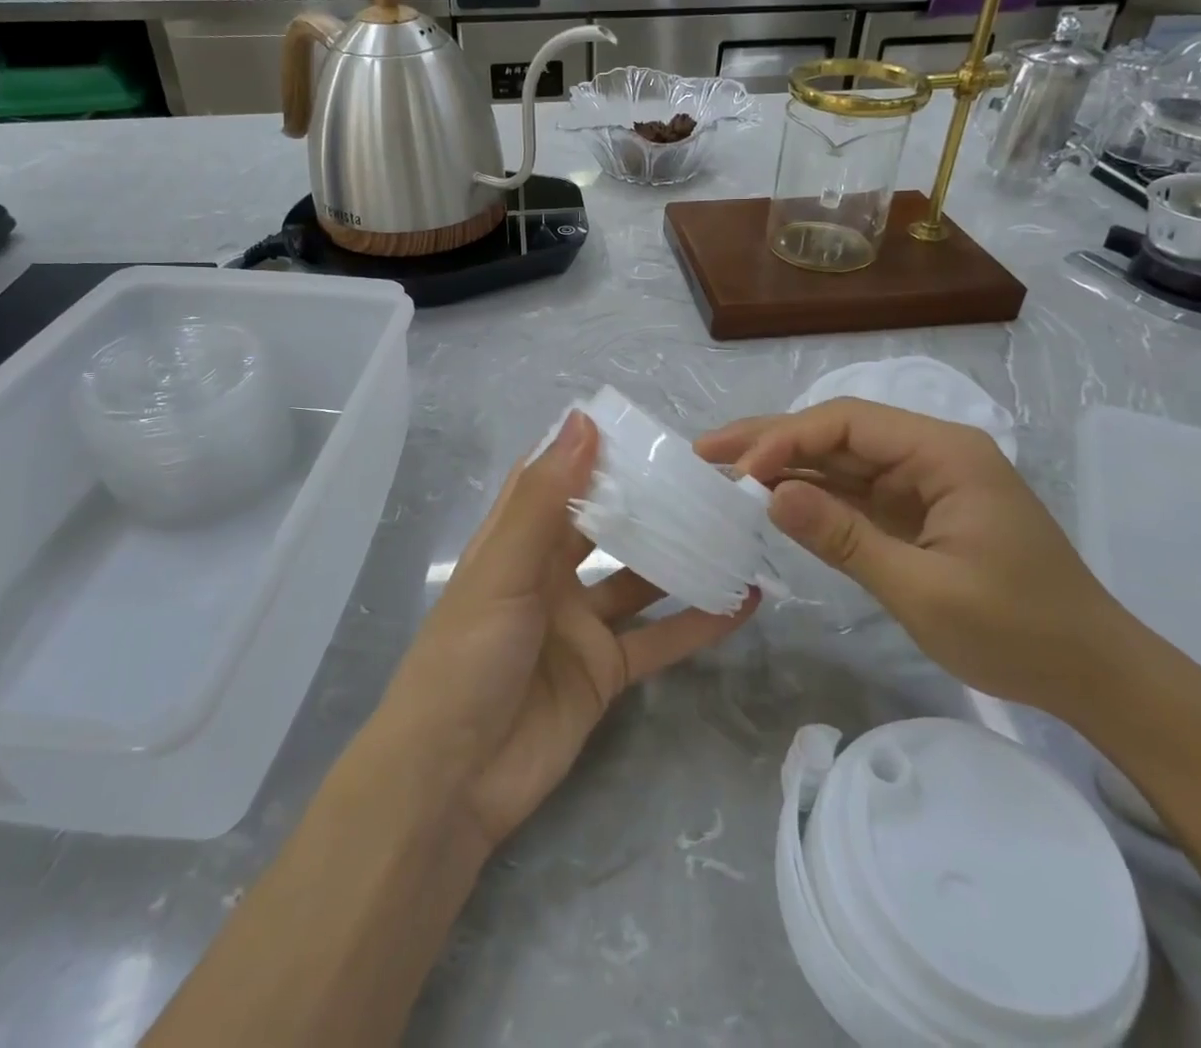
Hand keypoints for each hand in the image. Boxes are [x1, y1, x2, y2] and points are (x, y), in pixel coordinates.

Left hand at [374, 411, 756, 851]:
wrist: (454, 779)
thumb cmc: (468, 657)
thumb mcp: (504, 569)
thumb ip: (547, 499)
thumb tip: (584, 421)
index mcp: (516, 540)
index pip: (555, 479)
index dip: (590, 450)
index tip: (642, 427)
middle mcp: (549, 574)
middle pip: (605, 525)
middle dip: (648, 502)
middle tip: (708, 475)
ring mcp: (580, 624)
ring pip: (640, 579)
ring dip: (682, 557)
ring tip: (736, 528)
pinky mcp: (605, 672)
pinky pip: (660, 638)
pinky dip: (700, 622)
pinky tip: (746, 601)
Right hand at [696, 399, 1128, 712]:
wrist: (1094, 676)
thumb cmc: (1019, 632)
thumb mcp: (924, 590)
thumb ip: (844, 538)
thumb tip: (769, 495)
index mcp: (943, 453)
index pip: (846, 424)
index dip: (785, 440)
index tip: (737, 472)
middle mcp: (929, 454)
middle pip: (836, 432)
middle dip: (770, 440)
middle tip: (705, 449)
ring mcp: (921, 482)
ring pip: (838, 460)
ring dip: (782, 465)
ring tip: (721, 469)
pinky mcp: (914, 511)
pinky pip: (852, 492)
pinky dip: (809, 495)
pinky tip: (768, 497)